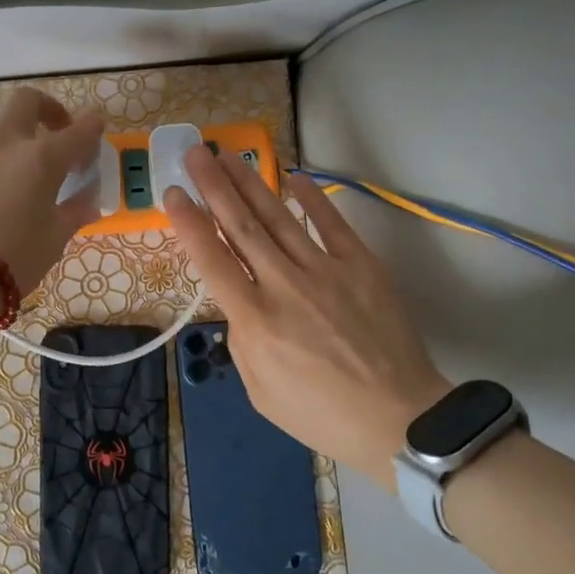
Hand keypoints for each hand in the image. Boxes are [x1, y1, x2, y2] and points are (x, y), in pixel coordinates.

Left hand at [0, 88, 105, 307]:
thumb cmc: (13, 260)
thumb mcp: (54, 240)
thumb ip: (73, 212)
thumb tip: (86, 201)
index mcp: (42, 158)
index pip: (80, 130)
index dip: (92, 128)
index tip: (94, 132)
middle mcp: (3, 142)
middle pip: (27, 101)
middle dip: (45, 110)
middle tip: (51, 135)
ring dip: (6, 147)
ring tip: (5, 184)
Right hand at [164, 147, 450, 488]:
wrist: (401, 420)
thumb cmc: (322, 415)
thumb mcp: (260, 393)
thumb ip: (242, 342)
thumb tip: (240, 305)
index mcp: (255, 320)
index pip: (212, 260)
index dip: (188, 222)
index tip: (173, 193)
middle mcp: (284, 285)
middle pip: (241, 225)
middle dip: (214, 186)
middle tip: (195, 153)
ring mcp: (326, 270)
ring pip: (279, 217)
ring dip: (250, 183)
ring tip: (228, 155)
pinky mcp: (362, 266)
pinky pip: (332, 224)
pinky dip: (312, 199)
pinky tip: (294, 176)